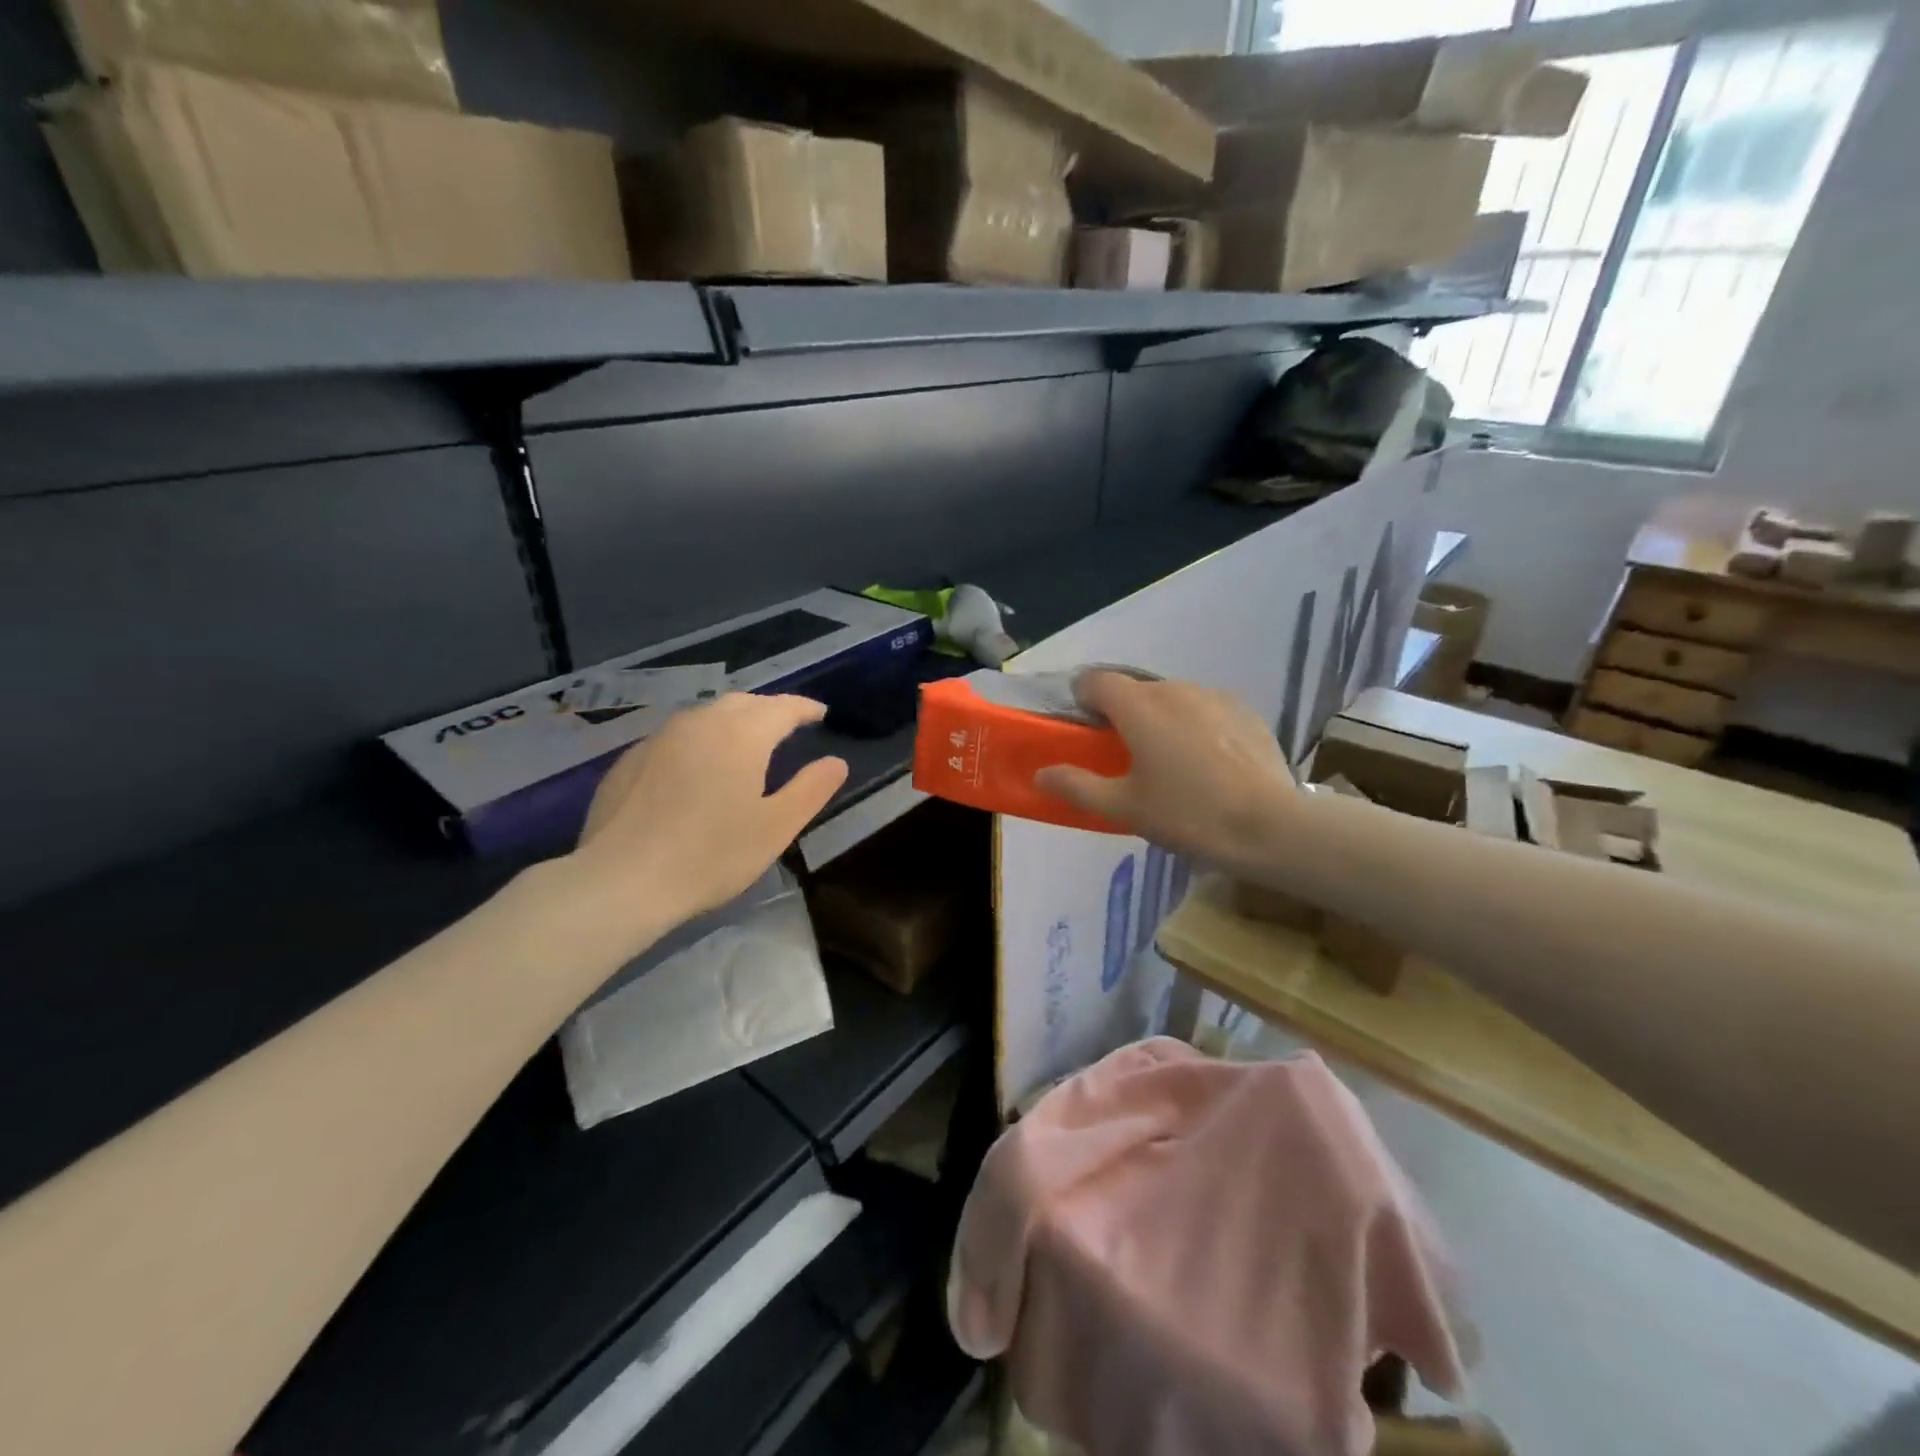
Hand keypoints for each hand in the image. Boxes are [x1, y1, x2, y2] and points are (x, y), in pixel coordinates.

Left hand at [567, 694, 847, 952]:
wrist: (622, 880)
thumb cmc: (711, 855)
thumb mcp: (776, 827)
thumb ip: (811, 789)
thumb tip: (836, 762)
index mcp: (742, 734)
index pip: (782, 707)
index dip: (805, 709)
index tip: (820, 714)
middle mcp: (700, 722)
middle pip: (743, 703)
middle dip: (769, 709)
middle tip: (786, 726)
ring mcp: (660, 738)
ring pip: (705, 715)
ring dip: (732, 721)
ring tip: (745, 742)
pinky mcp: (631, 759)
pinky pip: (676, 736)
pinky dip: (699, 740)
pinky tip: (696, 767)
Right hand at [1034, 672, 1297, 868]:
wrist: (1271, 826)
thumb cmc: (1187, 815)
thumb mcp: (1124, 807)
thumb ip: (1077, 786)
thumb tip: (1040, 773)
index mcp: (1139, 706)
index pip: (1096, 680)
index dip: (1082, 697)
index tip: (1082, 726)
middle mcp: (1174, 689)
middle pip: (1135, 689)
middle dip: (1122, 712)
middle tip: (1123, 753)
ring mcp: (1214, 696)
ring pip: (1172, 698)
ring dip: (1160, 718)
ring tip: (1168, 760)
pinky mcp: (1245, 711)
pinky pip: (1205, 709)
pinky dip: (1194, 725)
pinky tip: (1206, 762)